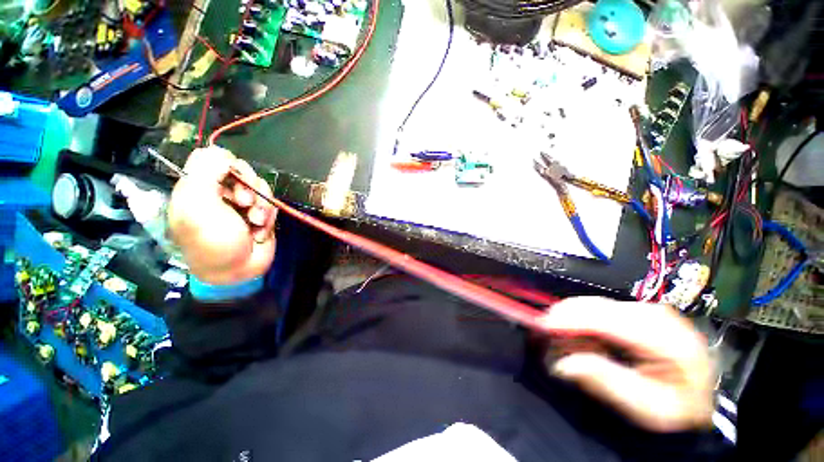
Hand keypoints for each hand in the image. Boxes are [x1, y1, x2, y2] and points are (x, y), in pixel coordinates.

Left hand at [167, 147, 277, 284]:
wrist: (237, 271)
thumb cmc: (213, 241)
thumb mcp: (199, 207)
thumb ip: (204, 174)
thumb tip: (219, 151)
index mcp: (197, 187)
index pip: (213, 157)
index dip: (227, 163)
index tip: (232, 178)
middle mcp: (220, 192)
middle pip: (241, 170)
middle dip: (248, 187)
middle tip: (244, 204)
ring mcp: (242, 204)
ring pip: (260, 187)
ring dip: (261, 205)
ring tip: (255, 222)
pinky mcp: (260, 214)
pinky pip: (271, 203)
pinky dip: (268, 217)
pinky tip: (260, 231)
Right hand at [539, 297, 713, 432]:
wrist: (698, 397)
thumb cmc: (677, 408)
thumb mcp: (645, 407)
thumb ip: (605, 382)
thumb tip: (562, 363)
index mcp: (668, 338)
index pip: (609, 320)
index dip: (572, 319)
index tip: (542, 325)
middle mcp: (656, 314)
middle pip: (598, 306)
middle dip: (567, 318)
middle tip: (548, 336)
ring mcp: (647, 309)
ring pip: (594, 304)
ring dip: (573, 320)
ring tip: (566, 342)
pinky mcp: (637, 310)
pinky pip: (599, 309)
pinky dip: (583, 320)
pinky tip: (583, 337)